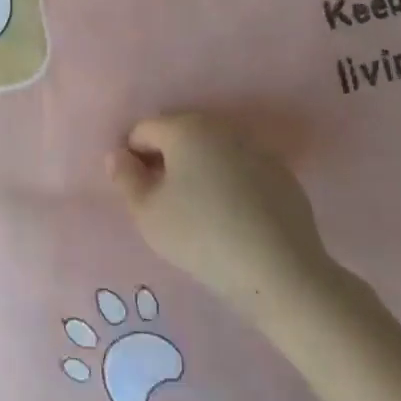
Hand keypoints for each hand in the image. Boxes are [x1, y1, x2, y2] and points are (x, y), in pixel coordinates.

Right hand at [108, 113, 336, 320]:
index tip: (138, 194)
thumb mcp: (146, 213)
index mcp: (184, 128)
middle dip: (166, 161)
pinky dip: (229, 184)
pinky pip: (241, 170)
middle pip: (179, 136)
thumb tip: (118, 156)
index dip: (132, 159)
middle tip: (165, 203)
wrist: (281, 272)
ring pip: (211, 152)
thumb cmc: (201, 236)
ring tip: (199, 212)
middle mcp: (220, 127)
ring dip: (198, 171)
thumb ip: (124, 177)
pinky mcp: (282, 174)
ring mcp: (256, 149)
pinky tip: (232, 219)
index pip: (142, 131)